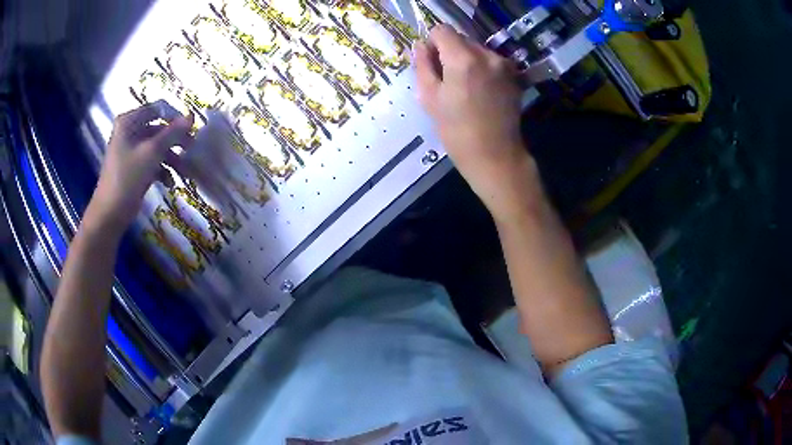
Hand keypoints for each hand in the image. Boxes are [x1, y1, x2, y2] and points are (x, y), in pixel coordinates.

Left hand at [88, 102, 193, 228]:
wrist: (110, 214)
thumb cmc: (127, 178)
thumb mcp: (151, 152)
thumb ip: (172, 133)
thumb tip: (191, 116)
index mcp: (129, 122)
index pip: (158, 108)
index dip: (175, 117)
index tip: (190, 130)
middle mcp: (130, 132)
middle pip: (159, 129)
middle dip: (175, 141)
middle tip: (192, 149)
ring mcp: (132, 150)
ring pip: (158, 147)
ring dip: (172, 158)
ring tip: (185, 172)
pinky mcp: (135, 167)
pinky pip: (153, 162)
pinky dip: (163, 170)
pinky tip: (170, 183)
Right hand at [415, 25, 538, 220]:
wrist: (496, 155)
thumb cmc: (457, 131)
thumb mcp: (430, 98)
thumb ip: (422, 66)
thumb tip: (420, 45)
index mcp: (463, 59)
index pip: (442, 30)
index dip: (432, 44)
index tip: (432, 64)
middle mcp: (487, 55)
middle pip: (461, 39)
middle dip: (451, 53)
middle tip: (448, 81)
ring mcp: (504, 65)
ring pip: (477, 50)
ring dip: (467, 61)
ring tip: (466, 89)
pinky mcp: (514, 76)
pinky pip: (491, 62)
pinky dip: (482, 69)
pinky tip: (481, 92)